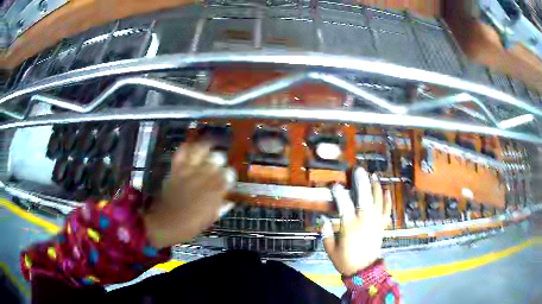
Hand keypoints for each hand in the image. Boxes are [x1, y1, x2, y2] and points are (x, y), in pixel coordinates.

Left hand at [144, 142, 236, 247]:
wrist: (166, 223)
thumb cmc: (190, 225)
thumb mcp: (210, 219)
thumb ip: (221, 207)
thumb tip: (230, 201)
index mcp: (215, 191)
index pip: (229, 174)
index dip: (230, 174)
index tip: (228, 178)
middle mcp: (204, 177)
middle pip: (217, 158)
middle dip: (220, 159)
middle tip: (218, 163)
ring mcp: (189, 171)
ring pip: (201, 150)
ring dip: (206, 148)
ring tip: (208, 150)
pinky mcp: (176, 169)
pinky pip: (182, 152)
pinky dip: (187, 147)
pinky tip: (191, 148)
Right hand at [322, 168, 391, 275]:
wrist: (364, 271)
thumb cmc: (345, 260)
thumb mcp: (331, 250)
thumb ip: (327, 234)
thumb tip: (324, 220)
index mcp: (350, 226)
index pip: (344, 204)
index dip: (339, 193)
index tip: (335, 185)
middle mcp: (364, 221)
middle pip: (364, 198)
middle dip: (361, 182)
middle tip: (359, 170)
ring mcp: (375, 222)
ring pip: (377, 201)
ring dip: (375, 187)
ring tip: (373, 175)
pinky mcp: (382, 226)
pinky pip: (387, 211)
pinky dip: (388, 200)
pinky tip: (387, 190)